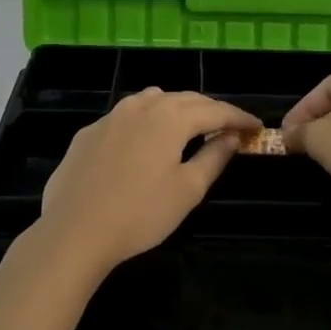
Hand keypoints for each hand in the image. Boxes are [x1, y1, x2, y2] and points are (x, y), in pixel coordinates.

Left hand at [39, 89, 261, 274]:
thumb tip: (232, 137)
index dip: (238, 118)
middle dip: (210, 110)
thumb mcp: (187, 189)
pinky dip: (146, 120)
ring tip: (190, 125)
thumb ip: (214, 157)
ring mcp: (110, 117)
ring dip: (177, 108)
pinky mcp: (88, 133)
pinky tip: (145, 138)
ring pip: (152, 100)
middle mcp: (141, 106)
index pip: (215, 110)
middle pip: (184, 99)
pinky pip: (126, 116)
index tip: (256, 127)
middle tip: (229, 127)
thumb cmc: (140, 213)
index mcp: (170, 117)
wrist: (74, 230)